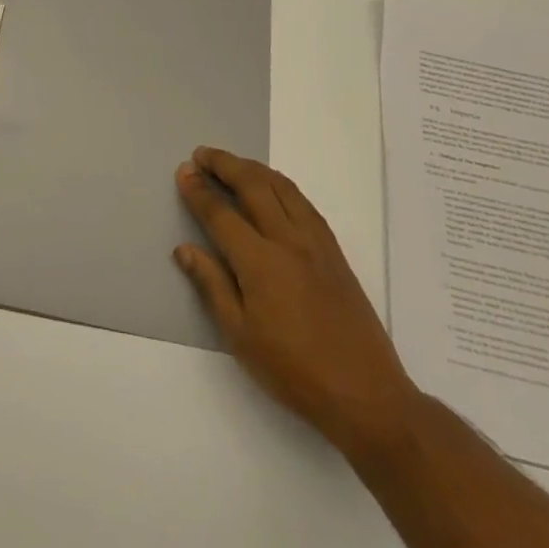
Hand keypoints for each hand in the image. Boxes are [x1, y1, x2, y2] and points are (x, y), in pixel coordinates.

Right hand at [175, 147, 418, 453]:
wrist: (365, 392)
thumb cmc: (294, 371)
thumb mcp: (240, 336)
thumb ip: (212, 285)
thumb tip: (184, 249)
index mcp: (260, 262)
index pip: (221, 214)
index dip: (199, 191)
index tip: (183, 172)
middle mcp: (288, 240)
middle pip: (253, 186)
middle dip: (225, 165)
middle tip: (202, 154)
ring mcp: (315, 242)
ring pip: (282, 187)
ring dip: (253, 168)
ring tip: (232, 163)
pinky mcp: (334, 251)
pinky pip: (303, 202)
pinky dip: (281, 185)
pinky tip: (274, 188)